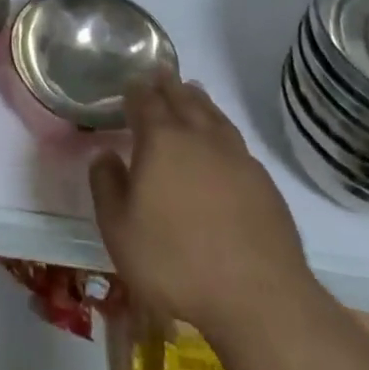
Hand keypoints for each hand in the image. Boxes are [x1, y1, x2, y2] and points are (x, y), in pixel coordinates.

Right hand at [89, 71, 317, 338]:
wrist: (258, 297)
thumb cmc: (175, 261)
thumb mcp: (119, 229)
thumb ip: (106, 185)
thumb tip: (105, 153)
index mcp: (161, 141)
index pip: (145, 101)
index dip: (136, 90)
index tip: (130, 83)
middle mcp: (200, 137)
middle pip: (183, 99)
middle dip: (168, 84)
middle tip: (160, 72)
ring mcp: (236, 157)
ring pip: (213, 115)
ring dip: (198, 100)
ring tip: (191, 91)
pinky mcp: (263, 181)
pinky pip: (235, 140)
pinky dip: (221, 129)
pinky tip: (221, 142)